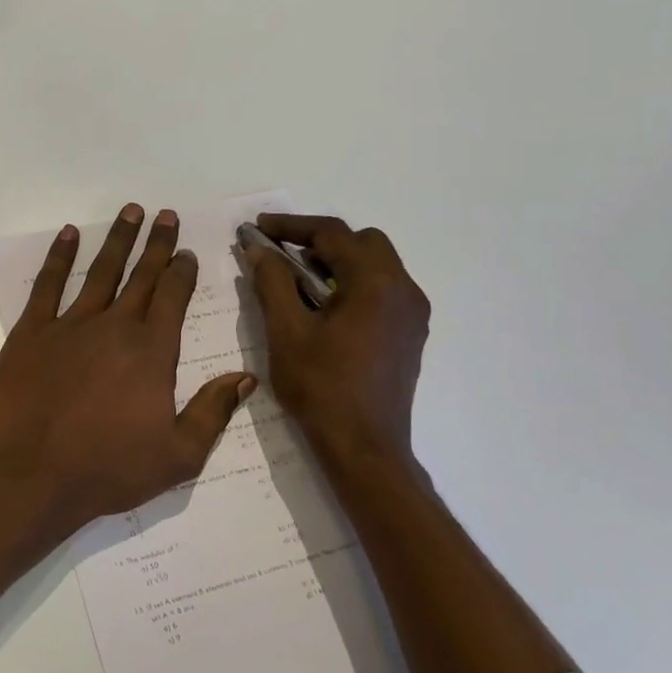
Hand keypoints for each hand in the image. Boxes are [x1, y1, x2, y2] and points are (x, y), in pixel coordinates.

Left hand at [0, 204, 255, 530]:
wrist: (32, 477)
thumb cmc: (108, 470)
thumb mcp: (178, 455)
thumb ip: (213, 412)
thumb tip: (245, 377)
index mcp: (151, 352)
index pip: (173, 298)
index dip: (182, 271)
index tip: (186, 251)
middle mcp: (114, 327)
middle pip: (141, 277)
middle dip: (156, 244)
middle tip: (165, 215)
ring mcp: (69, 326)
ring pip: (100, 272)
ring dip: (118, 241)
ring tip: (130, 211)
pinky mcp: (31, 334)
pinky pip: (47, 286)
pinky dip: (59, 257)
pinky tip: (69, 235)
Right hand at [246, 214, 429, 466]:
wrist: (365, 447)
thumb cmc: (321, 388)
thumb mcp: (286, 331)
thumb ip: (272, 282)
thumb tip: (259, 249)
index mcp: (375, 283)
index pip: (333, 234)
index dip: (291, 225)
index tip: (259, 227)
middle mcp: (404, 289)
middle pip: (362, 242)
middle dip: (319, 241)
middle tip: (282, 255)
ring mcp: (413, 313)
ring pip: (376, 265)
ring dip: (337, 262)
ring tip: (298, 282)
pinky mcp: (410, 333)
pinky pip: (383, 290)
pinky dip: (353, 284)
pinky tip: (325, 309)